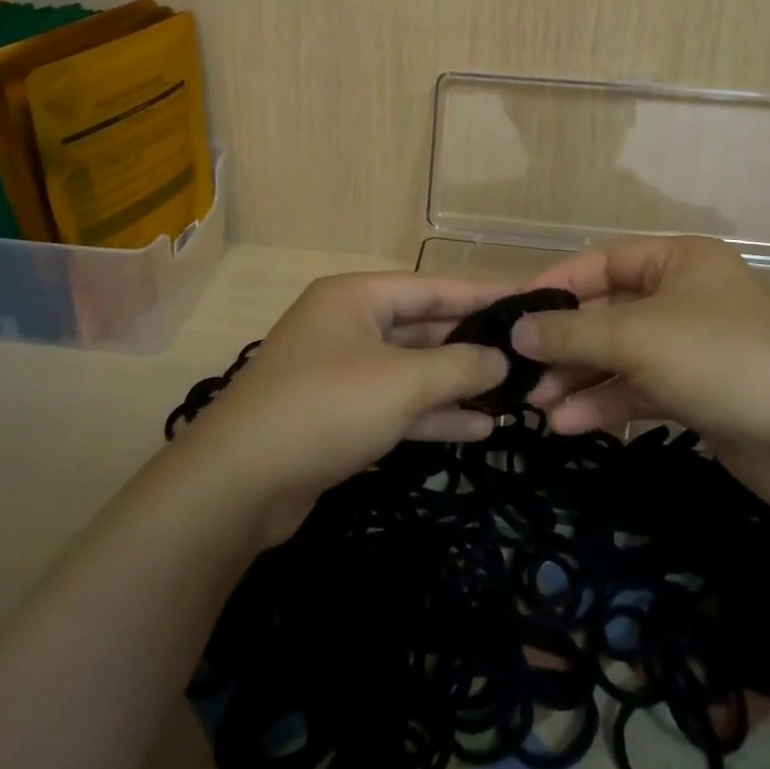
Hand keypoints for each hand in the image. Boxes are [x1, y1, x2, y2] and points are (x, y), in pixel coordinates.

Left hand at [176, 272, 509, 542]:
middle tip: (528, 355)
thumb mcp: (402, 382)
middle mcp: (348, 325)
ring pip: (411, 370)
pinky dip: (432, 414)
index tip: (529, 299)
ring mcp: (341, 372)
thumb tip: (502, 359)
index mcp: (356, 297)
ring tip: (512, 395)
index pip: (432, 287)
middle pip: (422, 327)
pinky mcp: (339, 415)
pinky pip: (396, 404)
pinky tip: (478, 429)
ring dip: (456, 384)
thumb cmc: (326, 407)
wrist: (240, 482)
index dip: (482, 294)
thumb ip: (458, 366)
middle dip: (472, 345)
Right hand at [514, 235, 769, 505]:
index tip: (513, 313)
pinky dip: (605, 404)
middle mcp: (683, 296)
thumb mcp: (635, 337)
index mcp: (677, 261)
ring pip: (619, 355)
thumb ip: (570, 333)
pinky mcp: (695, 391)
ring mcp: (690, 346)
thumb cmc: (718, 358)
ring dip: (578, 380)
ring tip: (536, 407)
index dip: (555, 284)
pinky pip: (638, 388)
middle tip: (520, 371)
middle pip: (606, 313)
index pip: (601, 261)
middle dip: (564, 345)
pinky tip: (568, 425)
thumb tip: (515, 332)